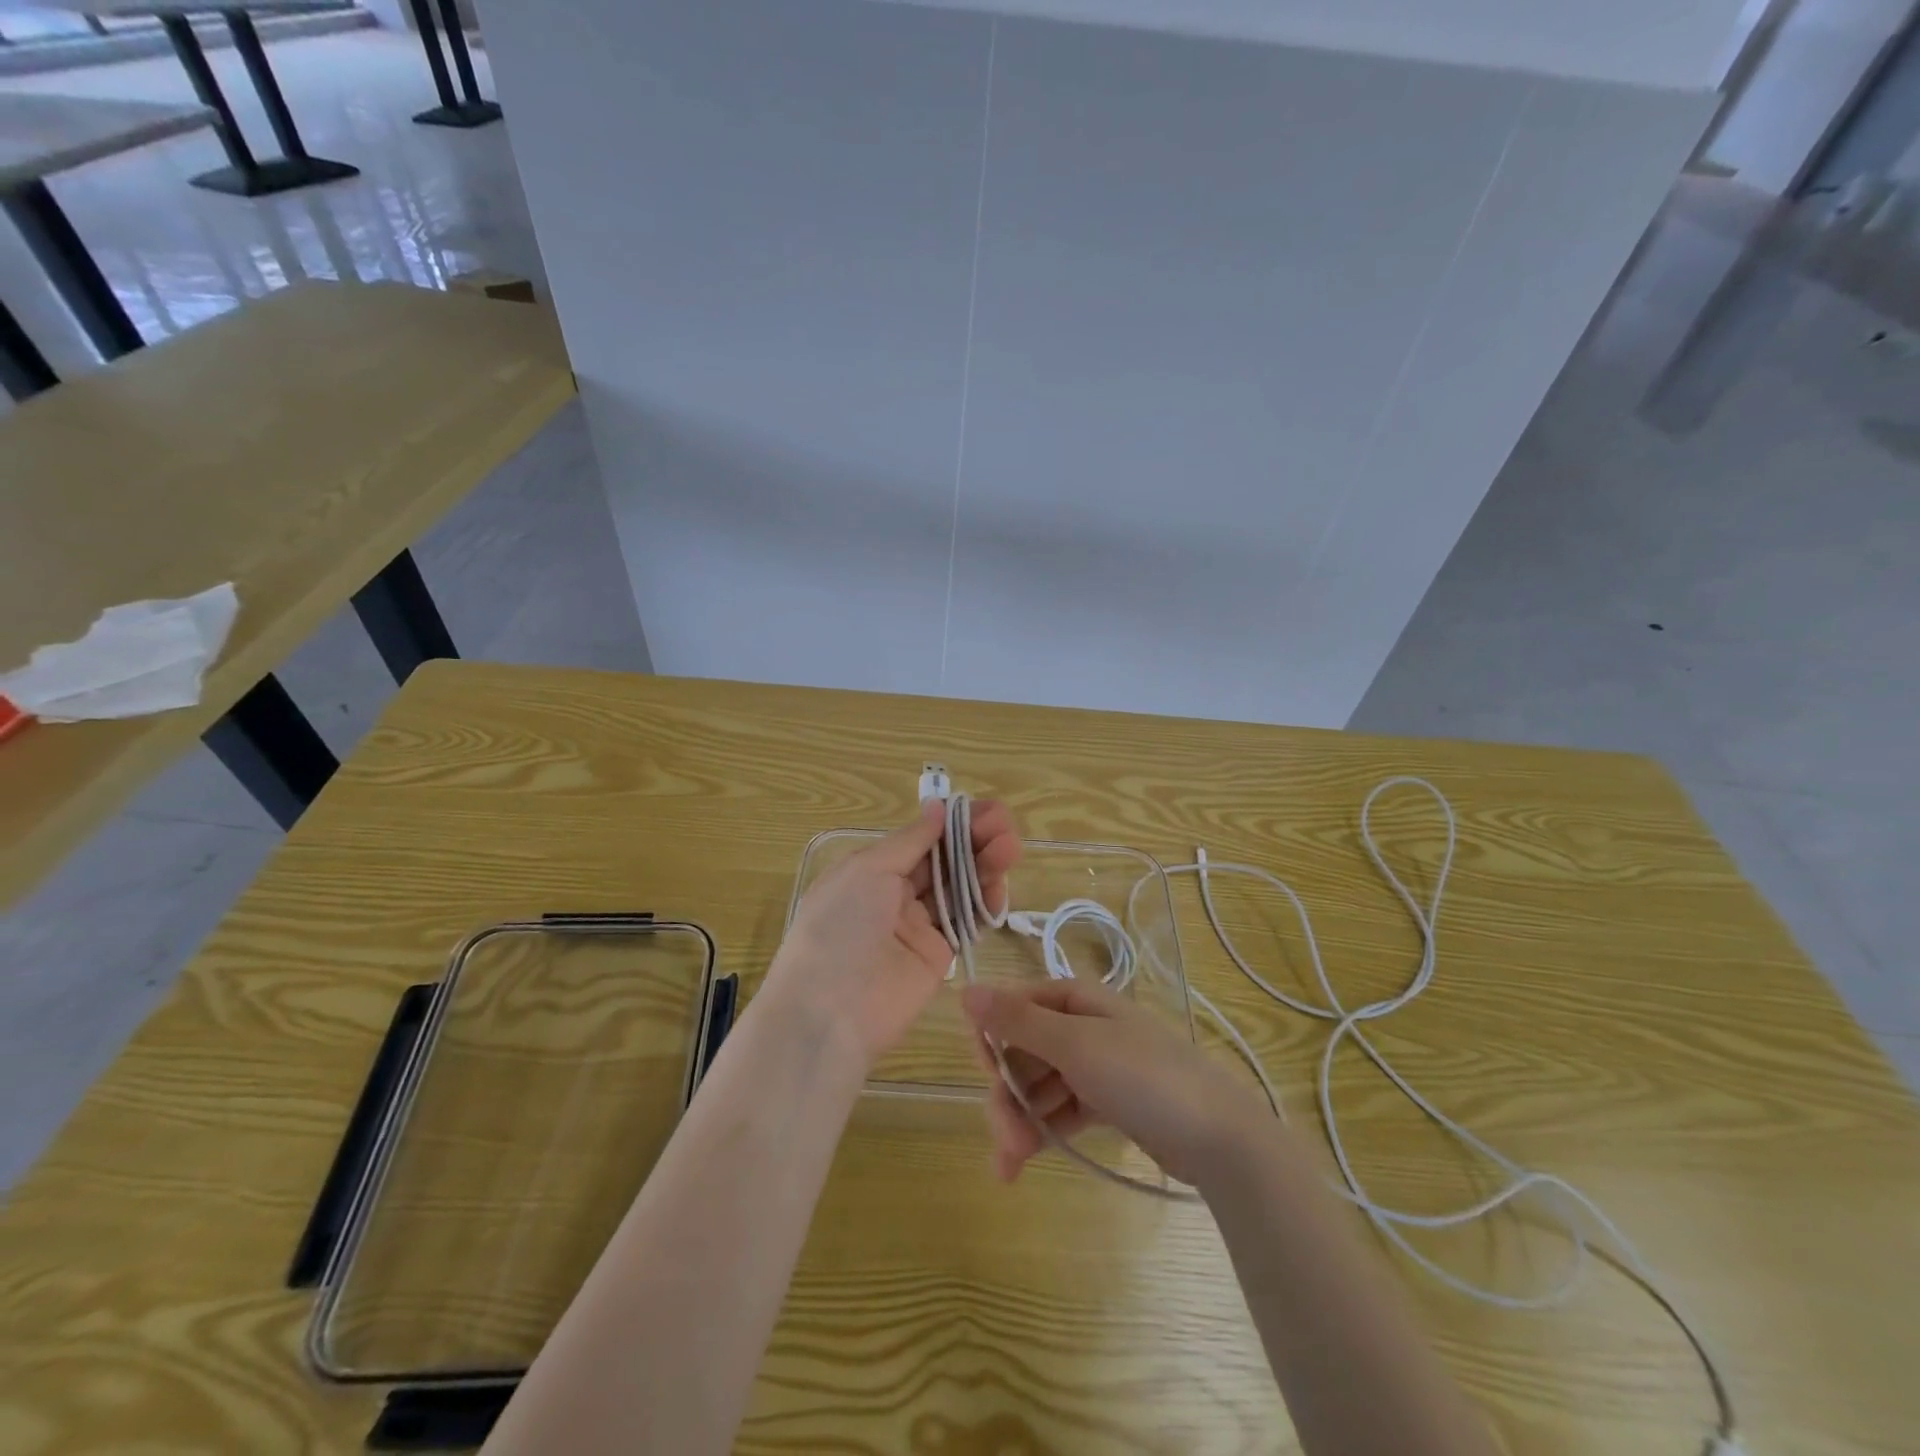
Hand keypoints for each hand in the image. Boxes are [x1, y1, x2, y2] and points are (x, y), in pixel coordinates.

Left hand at [761, 799, 1022, 1068]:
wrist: (830, 1011)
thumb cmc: (840, 926)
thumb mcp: (868, 870)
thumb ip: (910, 841)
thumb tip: (937, 807)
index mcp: (872, 869)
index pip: (921, 839)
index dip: (952, 823)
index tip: (985, 810)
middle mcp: (895, 893)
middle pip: (944, 860)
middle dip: (975, 839)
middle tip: (1006, 824)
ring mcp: (918, 925)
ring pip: (959, 887)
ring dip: (985, 865)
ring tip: (1010, 848)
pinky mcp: (939, 955)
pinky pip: (966, 922)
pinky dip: (985, 903)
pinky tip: (1000, 885)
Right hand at [960, 978, 1267, 1189]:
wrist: (1219, 1136)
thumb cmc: (1143, 1076)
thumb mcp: (1074, 1044)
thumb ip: (1017, 1021)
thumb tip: (965, 990)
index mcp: (1075, 999)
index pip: (1015, 1007)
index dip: (993, 1039)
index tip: (985, 1076)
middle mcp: (1082, 1025)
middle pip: (1024, 1051)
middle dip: (1006, 1094)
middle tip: (1002, 1140)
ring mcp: (1095, 1065)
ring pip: (1039, 1085)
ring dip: (1019, 1120)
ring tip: (1011, 1164)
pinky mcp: (1106, 1101)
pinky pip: (1060, 1108)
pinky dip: (1041, 1131)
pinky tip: (1021, 1163)